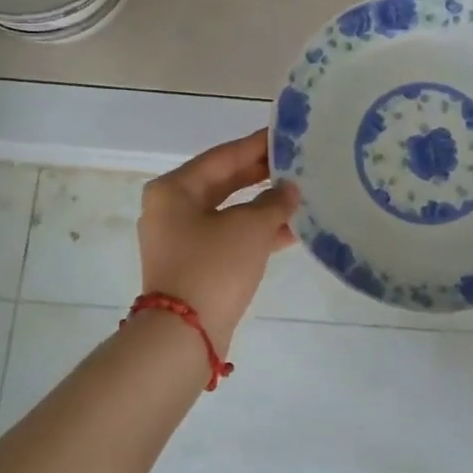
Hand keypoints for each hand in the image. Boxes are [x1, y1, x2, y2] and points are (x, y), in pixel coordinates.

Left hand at [137, 131, 298, 351]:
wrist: (184, 336)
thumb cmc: (213, 266)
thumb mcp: (250, 228)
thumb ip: (274, 202)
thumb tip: (289, 189)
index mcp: (174, 189)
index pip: (223, 156)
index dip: (257, 146)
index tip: (287, 136)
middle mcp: (171, 209)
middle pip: (223, 182)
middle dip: (262, 176)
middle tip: (298, 164)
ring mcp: (180, 240)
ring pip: (229, 212)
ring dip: (263, 207)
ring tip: (301, 196)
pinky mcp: (194, 265)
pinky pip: (229, 237)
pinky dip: (256, 233)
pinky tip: (291, 231)